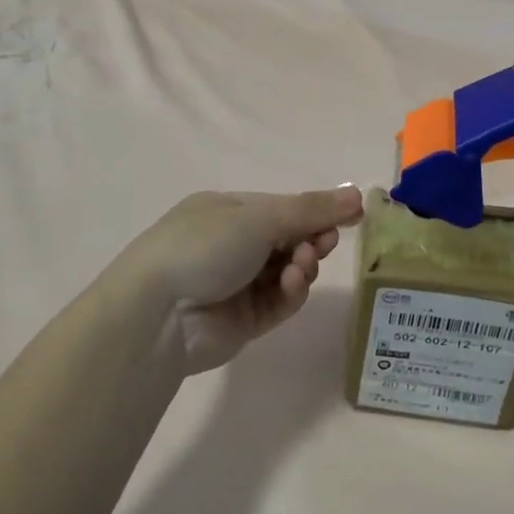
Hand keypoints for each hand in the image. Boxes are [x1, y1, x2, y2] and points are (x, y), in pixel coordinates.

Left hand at [126, 187, 364, 373]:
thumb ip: (311, 209)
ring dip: (302, 265)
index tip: (350, 216)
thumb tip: (357, 193)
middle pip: (288, 239)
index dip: (316, 211)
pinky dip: (291, 291)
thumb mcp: (259, 217)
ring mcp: (238, 283)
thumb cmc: (204, 246)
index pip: (282, 207)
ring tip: (301, 265)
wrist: (157, 313)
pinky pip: (279, 301)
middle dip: (311, 238)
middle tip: (325, 243)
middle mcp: (232, 244)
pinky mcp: (244, 319)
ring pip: (288, 271)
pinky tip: (293, 284)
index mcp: (228, 211)